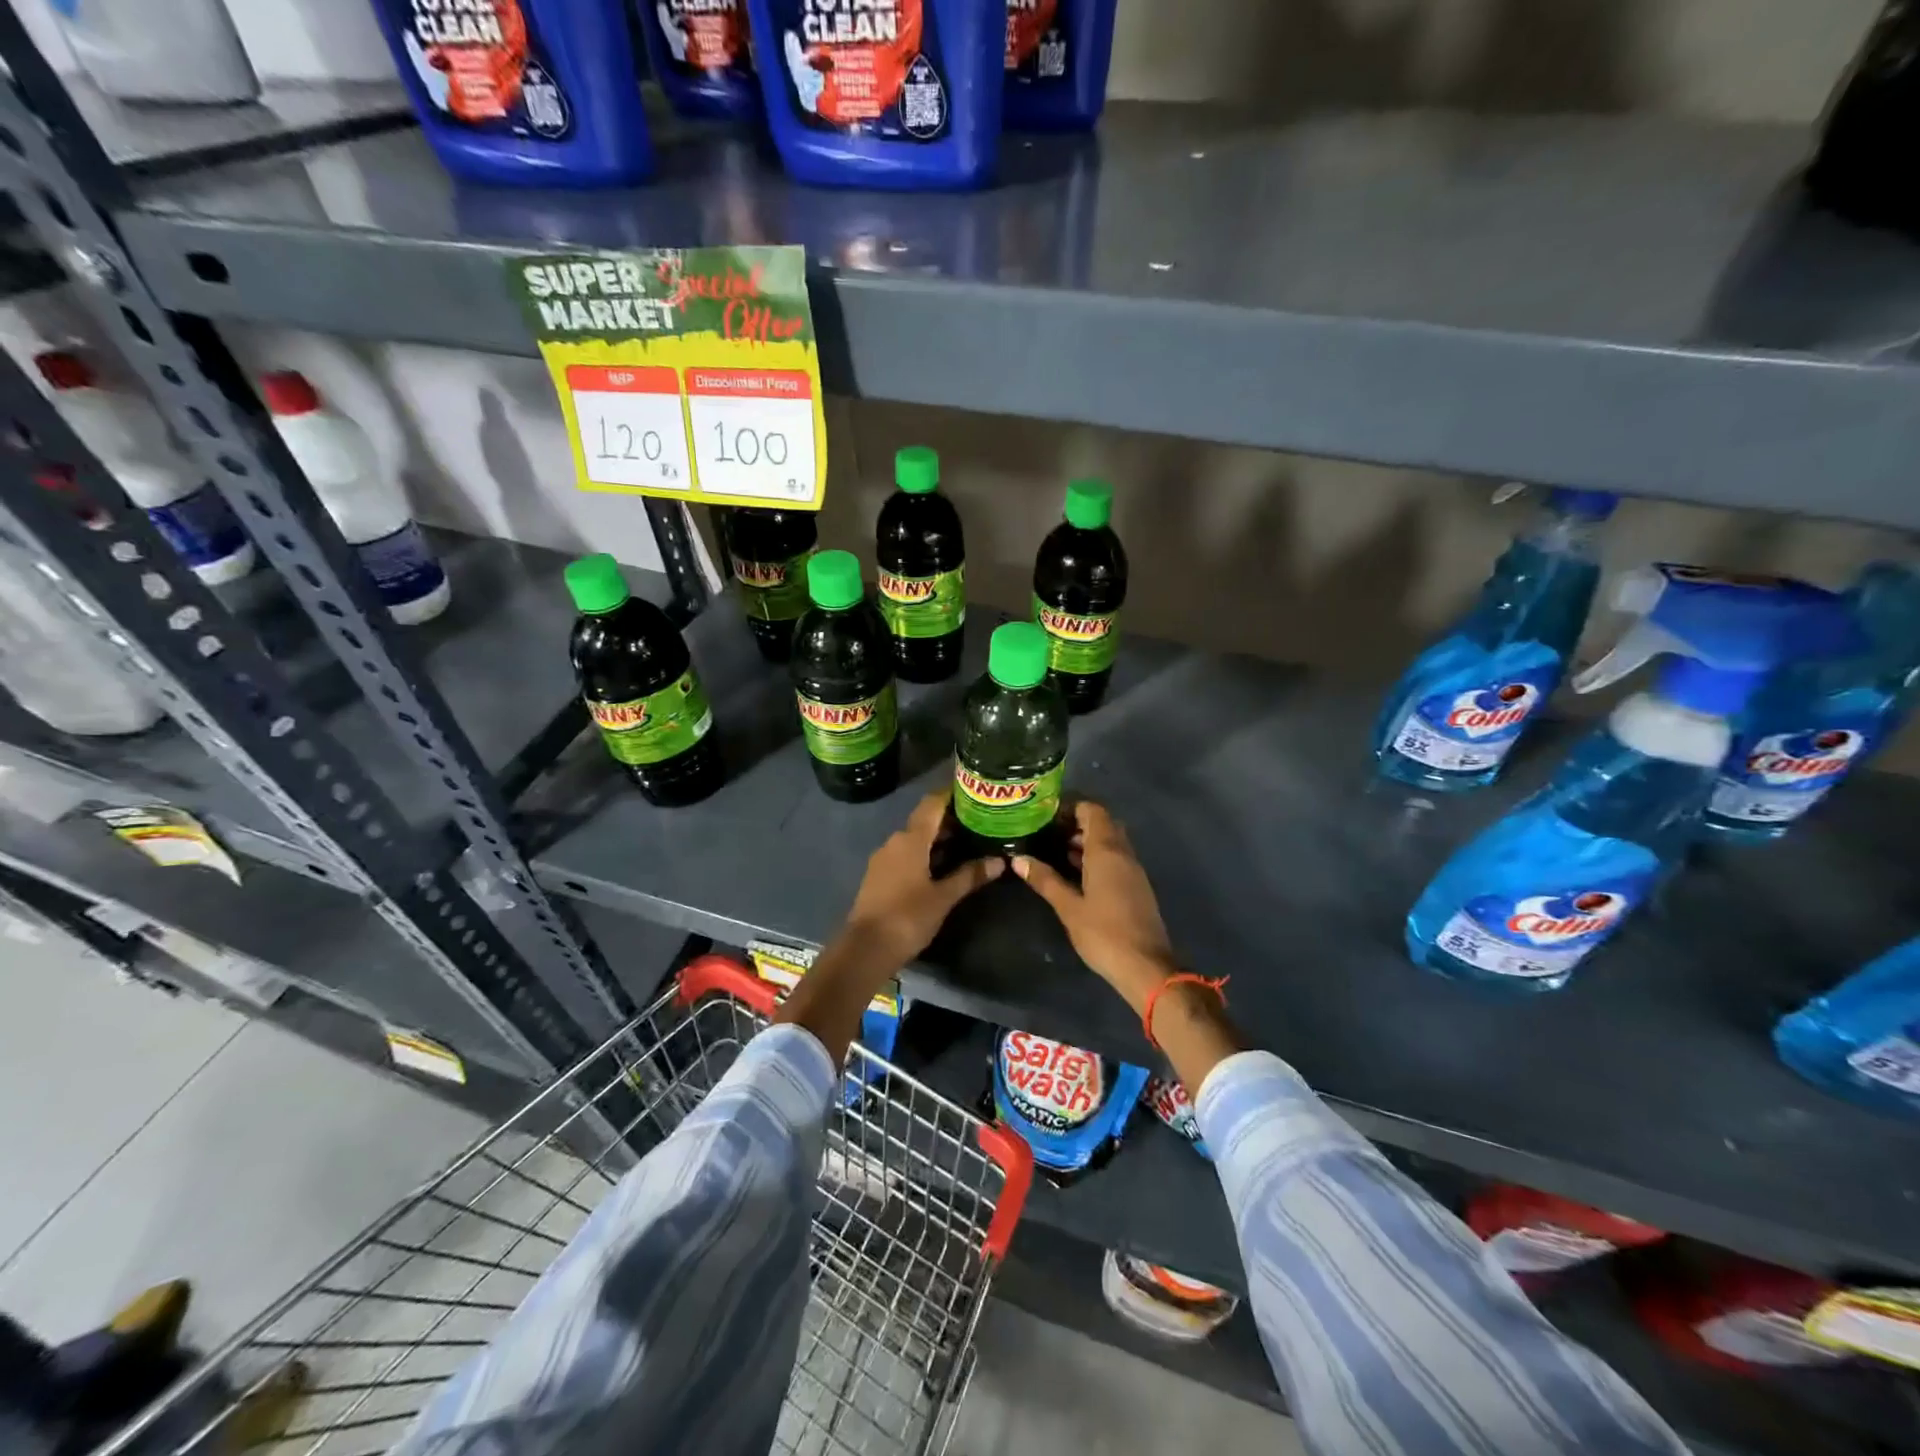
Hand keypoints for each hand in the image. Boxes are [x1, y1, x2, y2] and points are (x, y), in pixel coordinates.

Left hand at [778, 790, 1002, 1061]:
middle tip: (980, 821)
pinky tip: (943, 865)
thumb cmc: (907, 918)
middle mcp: (895, 841)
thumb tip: (999, 861)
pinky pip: (906, 854)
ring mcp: (884, 858)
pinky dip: (926, 854)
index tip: (974, 791)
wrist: (865, 949)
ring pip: (916, 839)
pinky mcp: (880, 875)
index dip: (952, 794)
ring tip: (968, 843)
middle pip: (925, 821)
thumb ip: (970, 876)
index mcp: (911, 839)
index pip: (932, 804)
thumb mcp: (943, 897)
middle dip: (951, 820)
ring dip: (938, 839)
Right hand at [1012, 800, 1177, 1012]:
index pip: (1093, 811)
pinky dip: (1096, 857)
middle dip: (1077, 823)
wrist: (1145, 966)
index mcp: (1107, 851)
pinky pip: (1115, 859)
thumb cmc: (1103, 933)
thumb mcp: (1068, 907)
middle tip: (1048, 832)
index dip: (1071, 807)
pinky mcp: (1136, 886)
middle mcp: (1123, 853)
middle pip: (1103, 823)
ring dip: (1087, 841)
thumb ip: (1045, 880)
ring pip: (1110, 842)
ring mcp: (1133, 870)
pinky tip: (1075, 873)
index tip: (1046, 815)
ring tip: (1055, 850)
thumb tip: (1017, 860)